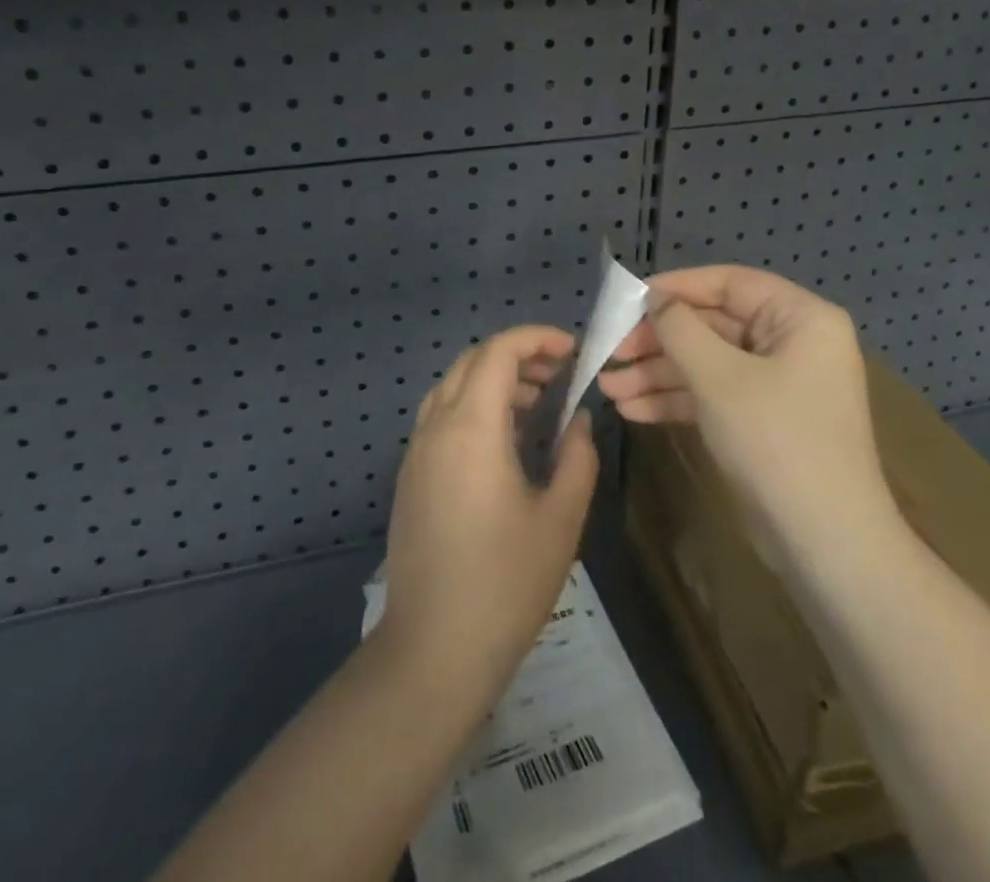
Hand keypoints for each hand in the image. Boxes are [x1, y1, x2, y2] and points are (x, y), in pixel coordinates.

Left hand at [376, 326, 598, 700]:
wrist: (433, 651)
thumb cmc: (506, 583)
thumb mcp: (561, 518)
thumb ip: (577, 457)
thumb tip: (579, 419)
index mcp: (471, 428)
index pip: (498, 352)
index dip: (536, 338)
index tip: (573, 351)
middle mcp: (436, 428)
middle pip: (472, 362)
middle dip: (517, 355)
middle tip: (559, 376)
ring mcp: (417, 453)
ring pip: (453, 388)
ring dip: (494, 381)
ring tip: (538, 405)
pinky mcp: (411, 479)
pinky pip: (441, 418)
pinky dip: (474, 408)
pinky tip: (506, 443)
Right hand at [598, 265, 893, 548]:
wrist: (825, 544)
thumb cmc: (776, 440)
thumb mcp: (719, 377)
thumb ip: (680, 329)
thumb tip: (654, 297)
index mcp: (800, 318)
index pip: (730, 283)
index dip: (676, 287)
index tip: (628, 298)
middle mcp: (792, 343)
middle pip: (713, 325)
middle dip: (658, 341)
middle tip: (610, 350)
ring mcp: (777, 384)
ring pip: (707, 363)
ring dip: (657, 374)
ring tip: (607, 386)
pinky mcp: (761, 420)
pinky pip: (713, 394)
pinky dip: (675, 399)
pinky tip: (631, 409)